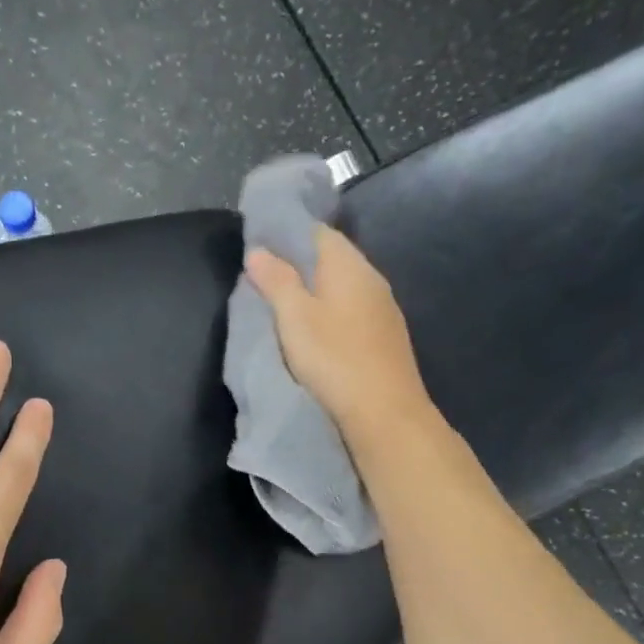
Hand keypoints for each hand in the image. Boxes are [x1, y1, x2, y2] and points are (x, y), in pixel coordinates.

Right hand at [244, 225, 432, 440]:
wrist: (385, 412)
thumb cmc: (334, 359)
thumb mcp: (294, 318)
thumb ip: (276, 281)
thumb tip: (258, 251)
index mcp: (348, 265)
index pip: (317, 232)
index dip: (287, 235)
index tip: (258, 250)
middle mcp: (371, 277)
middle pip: (331, 258)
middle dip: (299, 264)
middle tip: (264, 280)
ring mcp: (383, 308)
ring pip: (342, 286)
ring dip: (315, 291)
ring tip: (285, 307)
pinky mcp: (385, 336)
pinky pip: (352, 310)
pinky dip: (330, 312)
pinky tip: (317, 332)